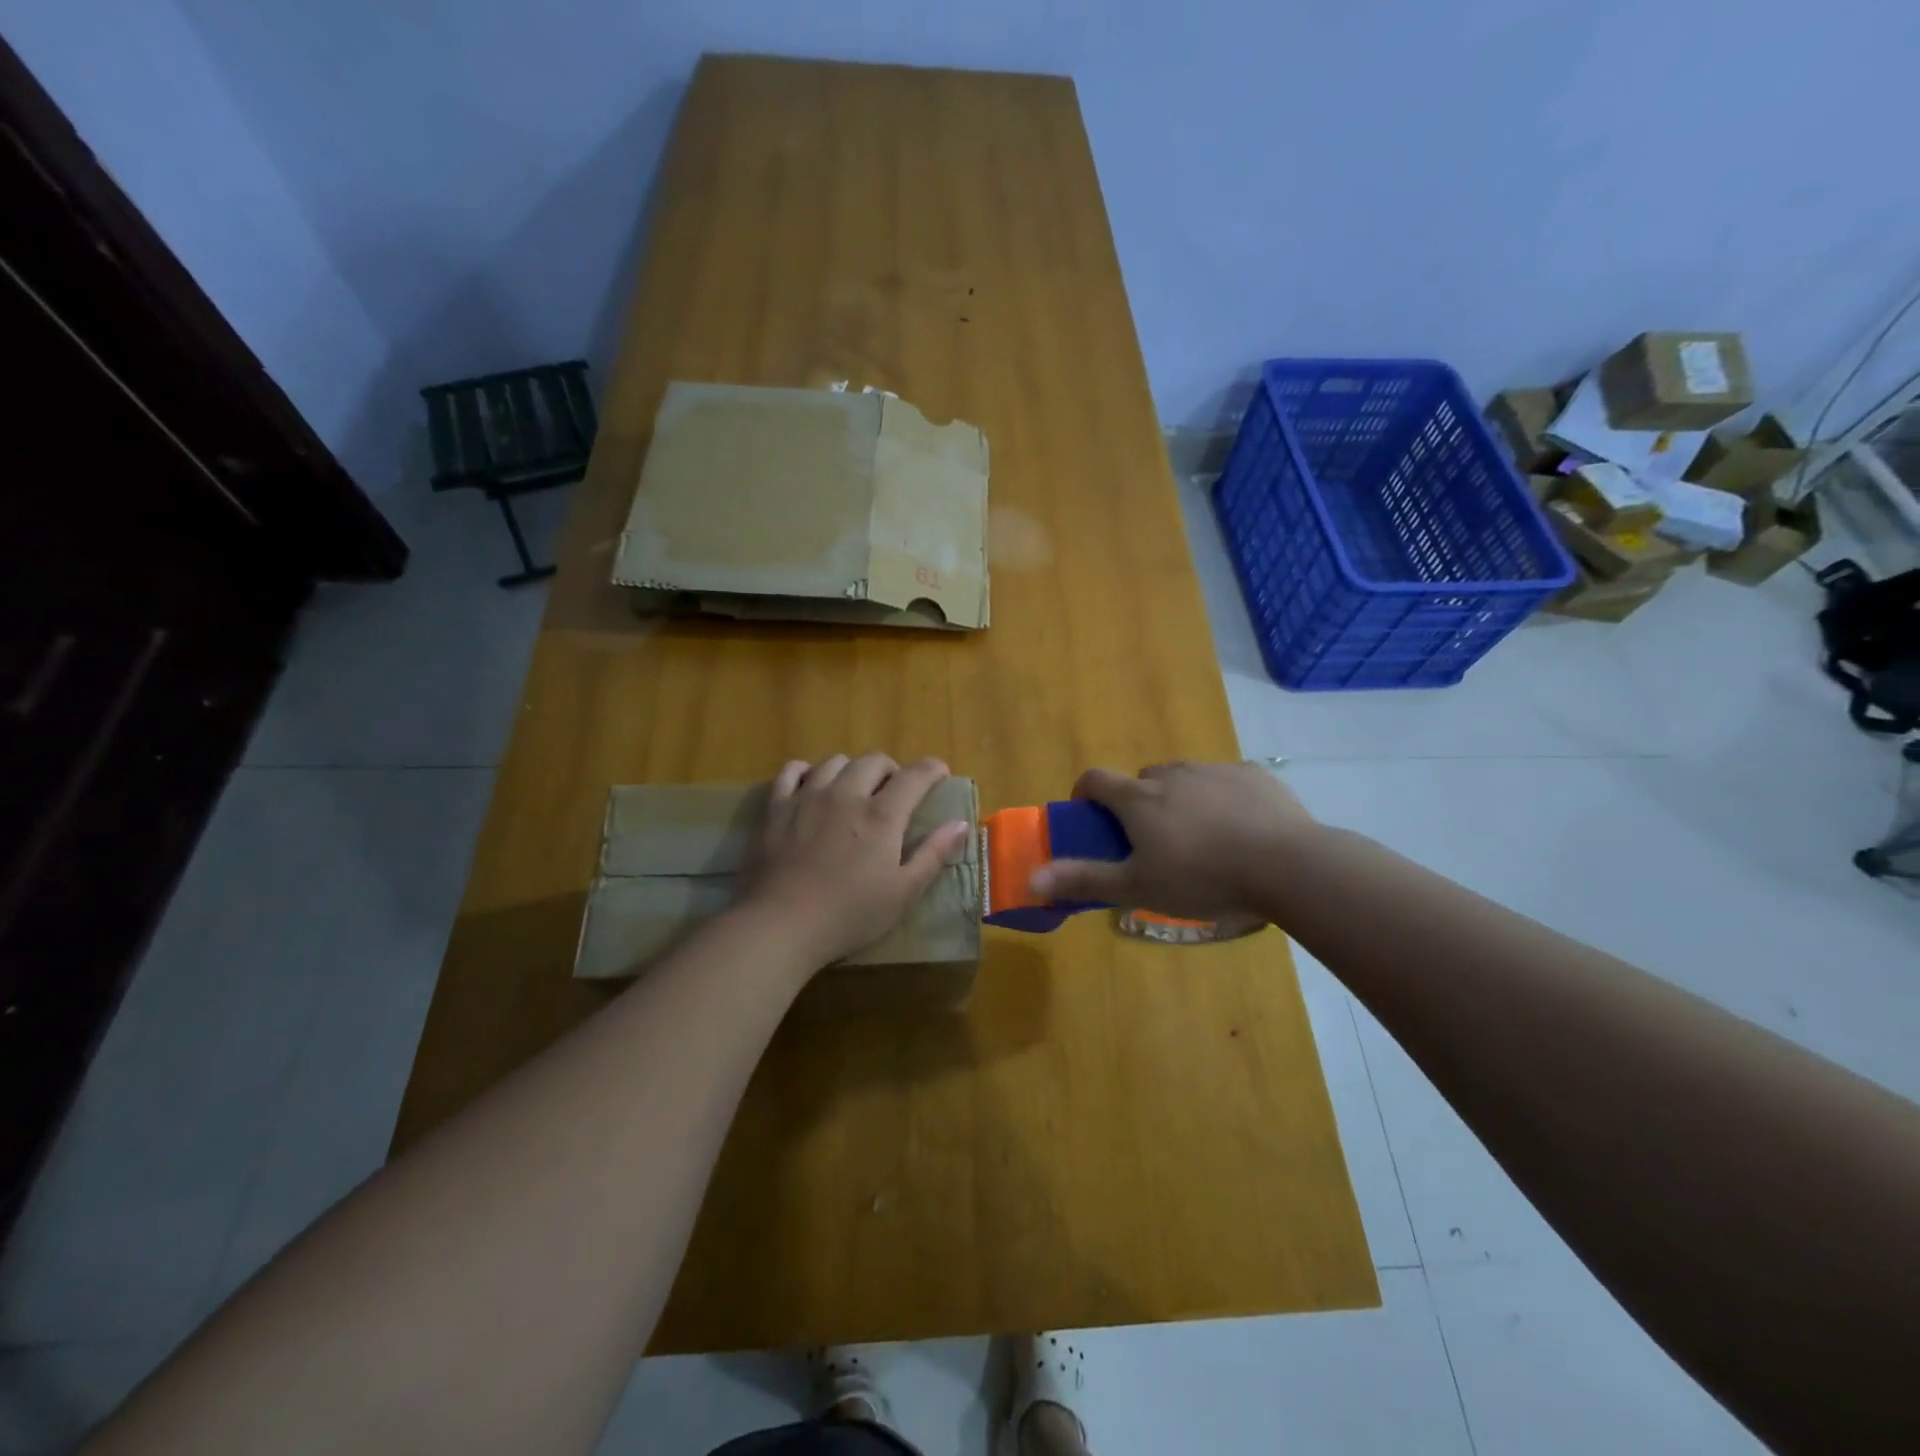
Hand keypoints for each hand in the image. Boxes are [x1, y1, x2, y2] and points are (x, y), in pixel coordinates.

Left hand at [737, 753, 971, 968]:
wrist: (781, 925)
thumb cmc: (849, 915)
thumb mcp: (903, 893)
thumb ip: (933, 854)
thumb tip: (960, 823)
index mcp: (882, 815)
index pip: (915, 775)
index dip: (932, 770)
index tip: (939, 775)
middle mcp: (847, 794)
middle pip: (874, 760)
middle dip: (892, 769)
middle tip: (894, 791)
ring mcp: (808, 796)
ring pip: (836, 761)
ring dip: (852, 770)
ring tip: (854, 790)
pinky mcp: (776, 807)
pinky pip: (793, 770)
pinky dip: (807, 771)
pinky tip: (812, 787)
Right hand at [1030, 761, 1316, 922]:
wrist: (1289, 866)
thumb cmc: (1203, 878)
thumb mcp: (1137, 887)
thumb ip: (1084, 880)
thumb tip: (1030, 879)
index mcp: (1139, 798)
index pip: (1095, 779)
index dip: (1085, 794)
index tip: (1091, 818)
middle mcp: (1172, 774)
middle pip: (1142, 780)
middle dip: (1139, 804)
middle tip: (1154, 842)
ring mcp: (1215, 770)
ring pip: (1184, 779)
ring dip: (1181, 799)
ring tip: (1202, 839)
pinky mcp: (1253, 774)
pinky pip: (1225, 781)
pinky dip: (1222, 798)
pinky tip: (1241, 830)